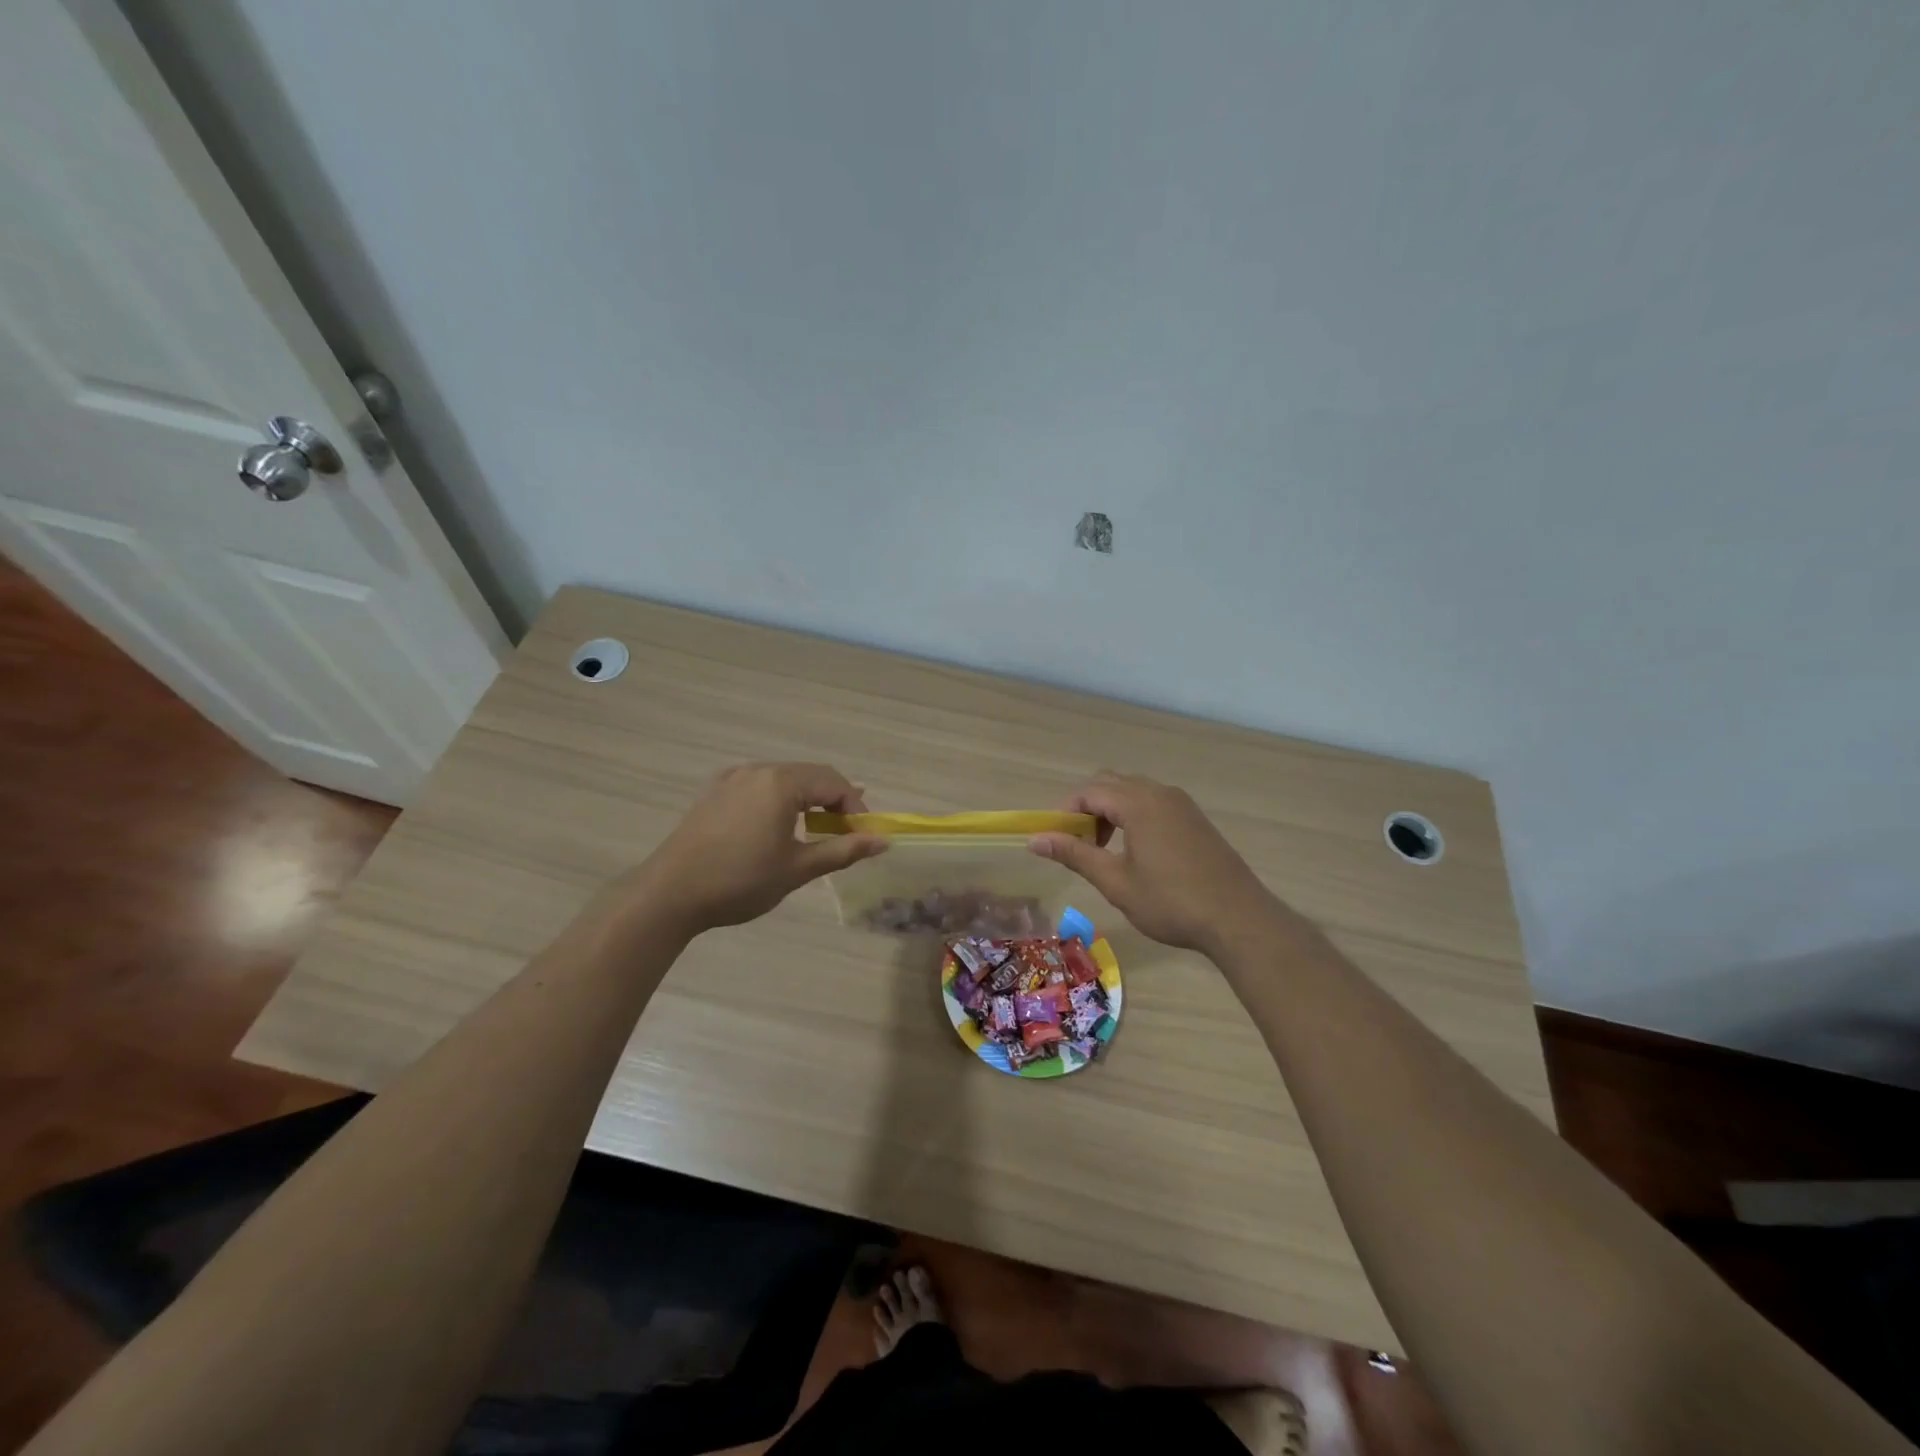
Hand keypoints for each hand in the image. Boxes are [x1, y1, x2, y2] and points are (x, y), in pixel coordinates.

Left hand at [633, 763, 886, 933]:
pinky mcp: (713, 792)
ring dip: (807, 800)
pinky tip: (777, 822)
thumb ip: (842, 851)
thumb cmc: (740, 881)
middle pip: (811, 775)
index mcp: (781, 783)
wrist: (669, 894)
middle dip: (834, 801)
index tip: (863, 838)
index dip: (855, 808)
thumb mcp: (797, 868)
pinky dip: (779, 799)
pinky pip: (758, 785)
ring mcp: (732, 778)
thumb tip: (883, 842)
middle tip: (845, 834)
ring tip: (817, 829)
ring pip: (784, 779)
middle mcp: (758, 770)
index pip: (834, 783)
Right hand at [1028, 771, 1278, 953]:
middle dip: (1088, 808)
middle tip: (1081, 845)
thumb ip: (1075, 855)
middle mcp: (1160, 793)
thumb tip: (1036, 840)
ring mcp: (1181, 803)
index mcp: (1138, 803)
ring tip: (1106, 850)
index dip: (1066, 812)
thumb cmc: (1171, 902)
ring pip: (1133, 791)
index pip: (1089, 791)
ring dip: (1111, 811)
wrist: (1238, 918)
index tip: (1058, 842)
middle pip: (1110, 783)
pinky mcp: (1195, 818)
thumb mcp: (1116, 882)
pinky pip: (1154, 801)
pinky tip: (1138, 852)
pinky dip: (1134, 815)